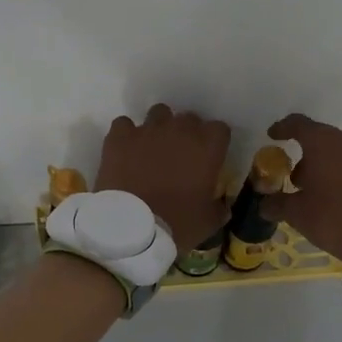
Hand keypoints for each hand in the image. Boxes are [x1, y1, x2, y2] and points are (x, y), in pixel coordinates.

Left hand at [96, 105, 231, 251]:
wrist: (131, 228)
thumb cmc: (178, 224)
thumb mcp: (209, 222)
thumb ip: (219, 207)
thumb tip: (222, 204)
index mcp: (208, 147)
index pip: (220, 129)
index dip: (215, 143)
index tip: (211, 158)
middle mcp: (180, 130)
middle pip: (190, 118)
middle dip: (188, 134)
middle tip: (182, 156)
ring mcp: (148, 130)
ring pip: (159, 113)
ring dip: (160, 128)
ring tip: (154, 148)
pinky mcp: (119, 137)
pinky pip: (124, 124)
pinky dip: (126, 135)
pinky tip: (126, 151)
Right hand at [265, 114, 341, 261]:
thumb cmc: (335, 218)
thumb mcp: (298, 215)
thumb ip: (278, 204)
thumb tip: (264, 205)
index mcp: (324, 144)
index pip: (298, 124)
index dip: (284, 128)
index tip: (275, 136)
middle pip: (326, 142)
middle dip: (313, 159)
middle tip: (305, 183)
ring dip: (340, 167)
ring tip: (335, 192)